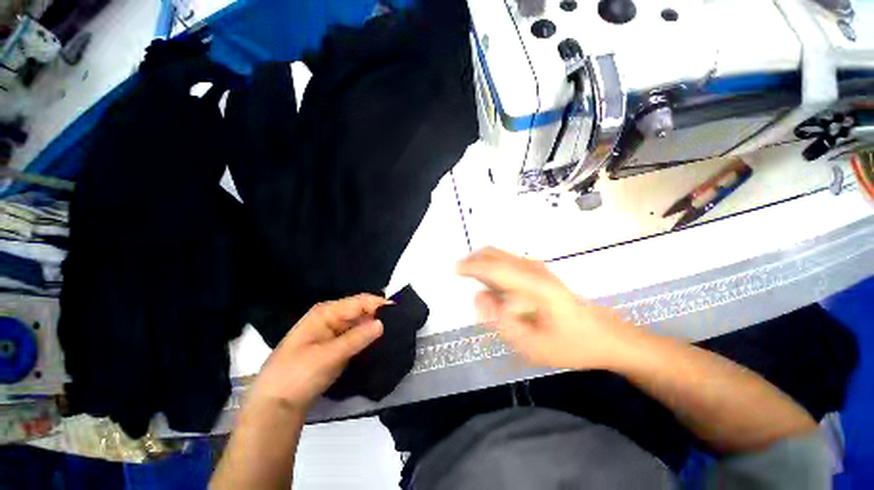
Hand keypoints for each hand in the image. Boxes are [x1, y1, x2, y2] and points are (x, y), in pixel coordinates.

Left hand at [249, 294, 388, 412]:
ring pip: (360, 323)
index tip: (400, 312)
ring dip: (375, 327)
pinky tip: (381, 342)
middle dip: (380, 315)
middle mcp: (332, 317)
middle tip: (401, 324)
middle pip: (361, 310)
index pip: (360, 301)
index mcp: (327, 312)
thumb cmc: (297, 375)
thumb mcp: (328, 356)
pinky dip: (368, 338)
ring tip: (396, 332)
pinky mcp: (336, 346)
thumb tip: (383, 322)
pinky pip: (357, 336)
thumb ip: (357, 338)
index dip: (380, 304)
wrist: (276, 405)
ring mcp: (334, 332)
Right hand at [458, 247, 637, 370]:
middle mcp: (534, 270)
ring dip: (482, 263)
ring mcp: (538, 269)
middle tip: (459, 273)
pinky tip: (490, 283)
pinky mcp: (540, 272)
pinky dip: (492, 266)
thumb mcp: (532, 346)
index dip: (472, 267)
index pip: (495, 268)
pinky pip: (507, 261)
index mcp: (534, 286)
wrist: (605, 336)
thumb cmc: (570, 345)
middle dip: (473, 260)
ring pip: (501, 255)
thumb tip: (479, 297)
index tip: (454, 269)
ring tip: (471, 279)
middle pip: (495, 254)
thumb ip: (501, 321)